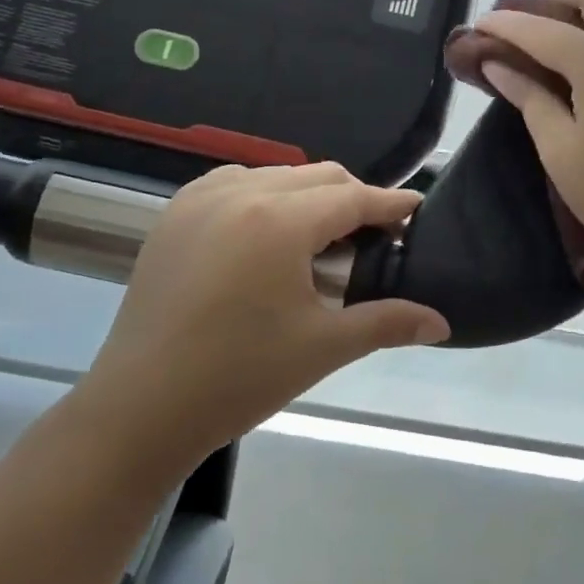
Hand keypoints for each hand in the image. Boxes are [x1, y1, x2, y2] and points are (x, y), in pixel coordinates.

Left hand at [73, 163, 447, 476]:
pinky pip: (235, 183)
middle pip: (317, 176)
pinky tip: (268, 233)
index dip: (390, 204)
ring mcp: (200, 198)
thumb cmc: (239, 378)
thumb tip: (442, 323)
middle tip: (373, 237)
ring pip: (277, 174)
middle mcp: (240, 192)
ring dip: (308, 196)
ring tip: (321, 239)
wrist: (140, 408)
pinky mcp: (174, 214)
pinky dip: (264, 195)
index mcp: (279, 220)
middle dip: (353, 198)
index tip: (416, 211)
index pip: (352, 197)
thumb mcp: (322, 347)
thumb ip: (387, 322)